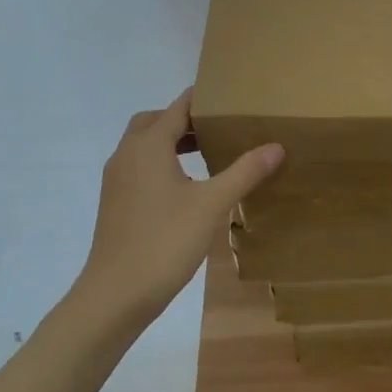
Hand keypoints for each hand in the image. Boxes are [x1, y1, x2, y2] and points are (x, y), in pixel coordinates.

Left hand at [74, 89, 283, 321]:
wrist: (115, 294)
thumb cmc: (165, 241)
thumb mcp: (212, 204)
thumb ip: (244, 172)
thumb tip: (276, 146)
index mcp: (148, 146)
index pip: (177, 107)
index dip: (203, 99)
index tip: (230, 97)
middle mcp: (127, 154)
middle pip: (153, 121)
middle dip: (183, 119)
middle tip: (216, 127)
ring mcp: (117, 180)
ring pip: (143, 145)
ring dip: (170, 142)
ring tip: (206, 153)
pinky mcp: (115, 202)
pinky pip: (139, 167)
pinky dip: (160, 163)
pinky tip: (185, 187)